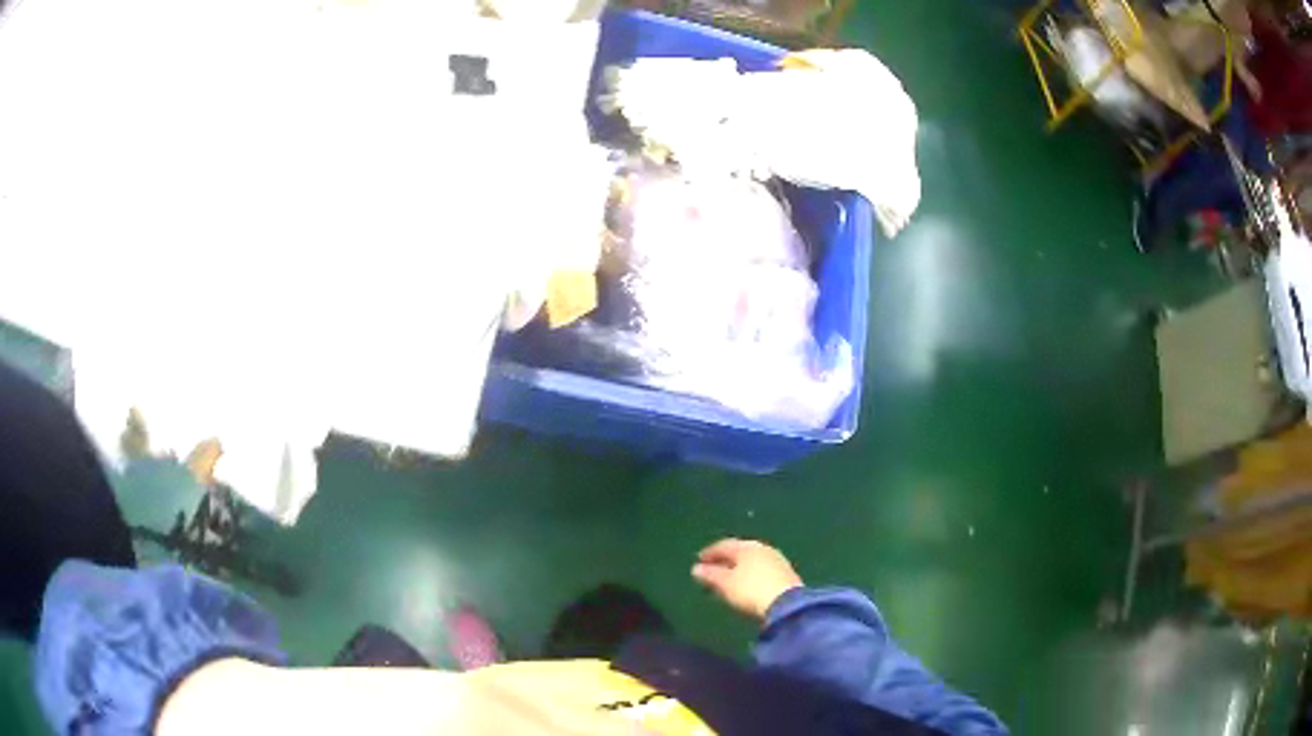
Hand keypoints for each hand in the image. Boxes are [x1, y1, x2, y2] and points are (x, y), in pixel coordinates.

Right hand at [691, 538, 802, 619]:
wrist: (787, 604)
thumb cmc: (751, 590)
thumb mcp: (726, 584)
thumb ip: (711, 575)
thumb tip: (696, 568)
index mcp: (746, 547)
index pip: (724, 545)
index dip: (710, 553)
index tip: (698, 561)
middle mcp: (762, 548)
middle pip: (739, 551)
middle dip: (724, 560)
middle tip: (711, 569)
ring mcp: (776, 559)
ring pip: (751, 560)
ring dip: (738, 568)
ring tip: (727, 579)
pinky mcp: (785, 573)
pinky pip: (761, 569)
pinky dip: (750, 574)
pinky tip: (746, 584)